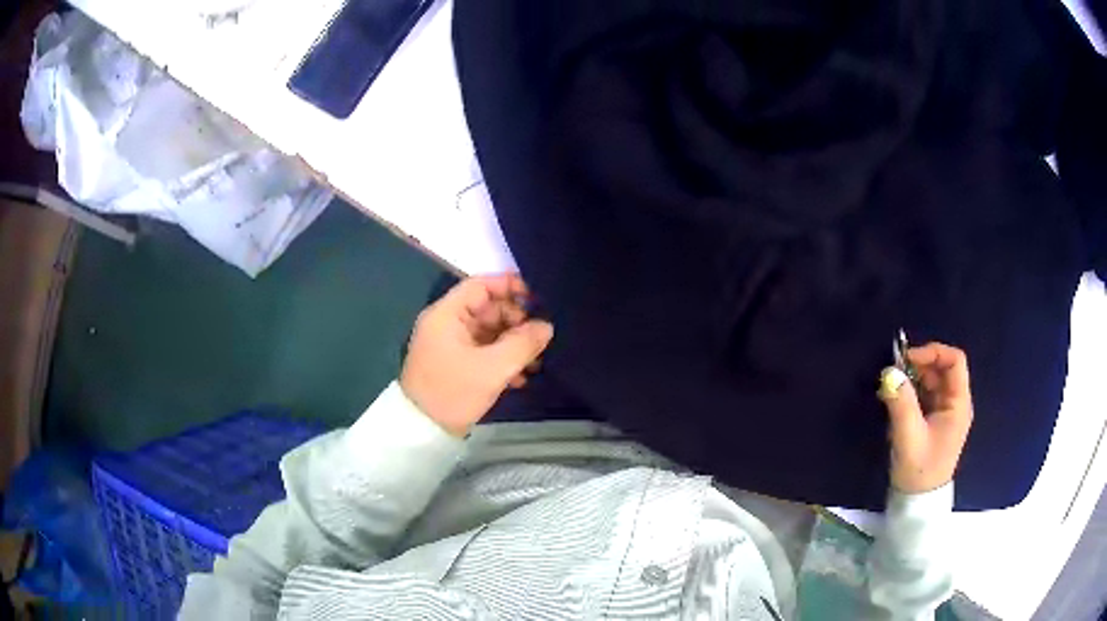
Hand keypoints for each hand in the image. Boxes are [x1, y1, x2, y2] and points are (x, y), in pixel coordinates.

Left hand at [400, 274, 553, 436]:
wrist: (423, 431)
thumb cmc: (453, 392)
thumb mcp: (492, 368)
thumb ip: (523, 343)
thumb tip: (546, 327)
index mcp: (447, 314)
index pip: (481, 285)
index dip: (510, 286)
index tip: (538, 298)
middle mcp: (447, 323)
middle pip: (488, 309)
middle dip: (517, 322)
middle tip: (540, 339)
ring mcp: (451, 344)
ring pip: (490, 332)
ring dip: (514, 344)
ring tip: (536, 362)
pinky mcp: (457, 364)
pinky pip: (485, 351)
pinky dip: (503, 359)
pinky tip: (521, 378)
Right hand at [877, 343, 973, 493]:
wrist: (916, 504)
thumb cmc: (919, 471)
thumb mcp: (909, 437)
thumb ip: (901, 403)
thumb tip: (889, 372)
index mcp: (958, 403)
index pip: (954, 361)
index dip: (933, 352)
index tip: (907, 359)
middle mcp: (955, 403)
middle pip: (941, 369)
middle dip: (918, 366)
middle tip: (893, 373)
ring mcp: (944, 412)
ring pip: (931, 381)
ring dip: (911, 379)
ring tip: (890, 388)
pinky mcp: (932, 421)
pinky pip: (923, 396)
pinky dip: (909, 392)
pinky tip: (894, 400)